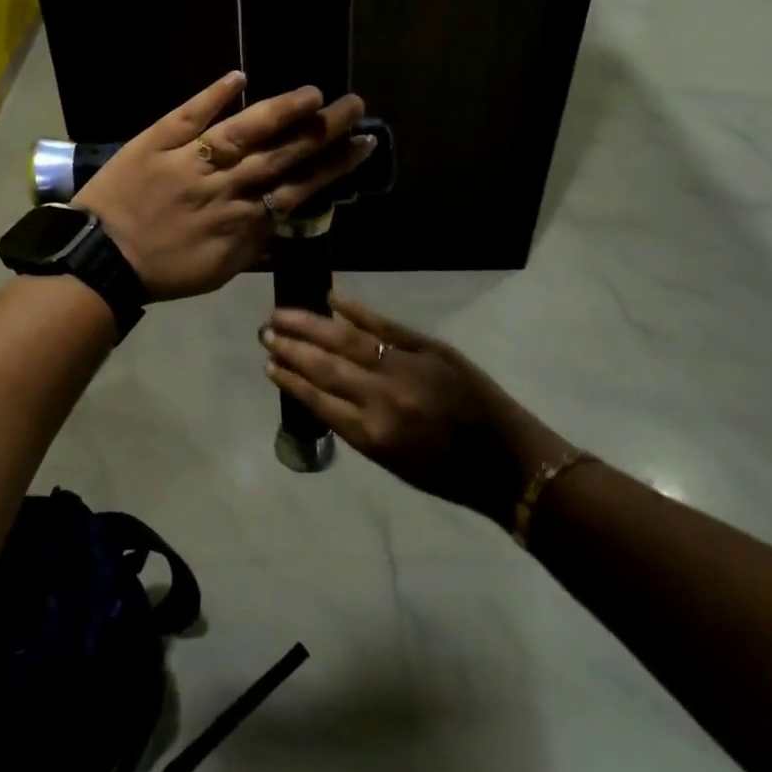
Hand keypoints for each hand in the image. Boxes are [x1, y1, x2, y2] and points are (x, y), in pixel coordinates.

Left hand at [76, 72, 374, 301]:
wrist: (99, 262)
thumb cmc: (161, 271)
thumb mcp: (218, 271)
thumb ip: (255, 245)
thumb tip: (285, 219)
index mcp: (242, 220)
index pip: (298, 188)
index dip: (333, 166)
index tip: (363, 144)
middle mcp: (225, 187)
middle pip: (281, 155)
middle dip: (321, 130)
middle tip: (354, 106)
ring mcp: (190, 161)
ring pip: (244, 133)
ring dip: (281, 111)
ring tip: (314, 93)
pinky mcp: (157, 141)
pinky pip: (188, 115)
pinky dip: (213, 95)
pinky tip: (240, 77)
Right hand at [262, 295, 573, 524]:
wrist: (506, 460)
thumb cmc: (446, 472)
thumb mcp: (392, 460)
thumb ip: (355, 425)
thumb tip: (322, 389)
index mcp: (371, 434)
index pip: (317, 400)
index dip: (290, 380)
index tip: (268, 364)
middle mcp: (382, 398)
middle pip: (325, 365)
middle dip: (291, 348)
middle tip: (265, 331)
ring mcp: (405, 367)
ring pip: (347, 340)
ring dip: (311, 326)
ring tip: (283, 313)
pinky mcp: (428, 347)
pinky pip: (384, 326)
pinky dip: (356, 311)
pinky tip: (332, 300)